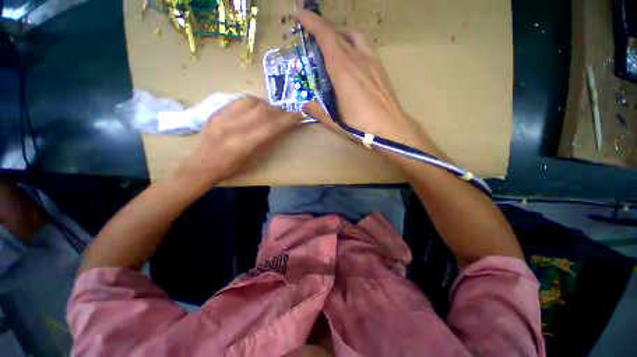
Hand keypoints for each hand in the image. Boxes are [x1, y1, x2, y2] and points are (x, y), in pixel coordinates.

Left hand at [175, 97, 300, 192]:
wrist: (201, 165)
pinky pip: (239, 100)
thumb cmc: (230, 168)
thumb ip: (266, 141)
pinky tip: (255, 108)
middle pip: (263, 110)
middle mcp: (234, 127)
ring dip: (266, 105)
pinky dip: (252, 102)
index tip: (299, 115)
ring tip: (270, 112)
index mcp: (244, 144)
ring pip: (251, 101)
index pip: (271, 126)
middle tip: (285, 115)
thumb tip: (278, 127)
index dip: (288, 119)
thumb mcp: (252, 158)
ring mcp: (223, 117)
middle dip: (279, 111)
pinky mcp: (216, 111)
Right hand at [297, 10, 438, 155]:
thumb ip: (318, 112)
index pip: (326, 37)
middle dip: (323, 28)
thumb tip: (304, 106)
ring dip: (340, 35)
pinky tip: (352, 59)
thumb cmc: (361, 127)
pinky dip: (354, 44)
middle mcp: (357, 60)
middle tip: (313, 34)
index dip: (312, 22)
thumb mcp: (335, 122)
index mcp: (342, 71)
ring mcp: (371, 61)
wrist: (391, 127)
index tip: (300, 13)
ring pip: (354, 36)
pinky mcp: (380, 68)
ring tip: (333, 45)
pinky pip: (365, 46)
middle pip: (338, 34)